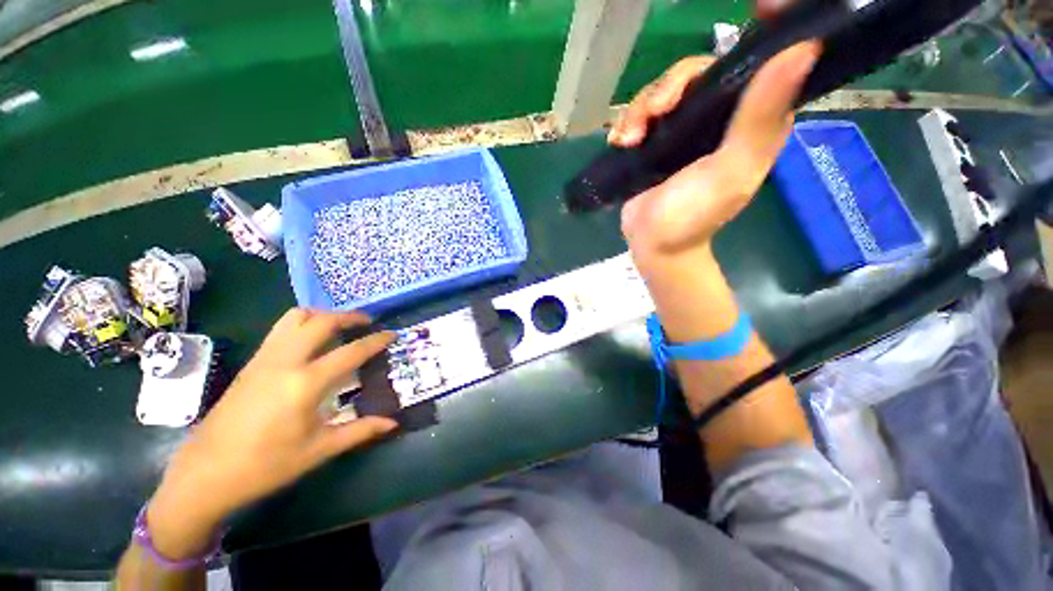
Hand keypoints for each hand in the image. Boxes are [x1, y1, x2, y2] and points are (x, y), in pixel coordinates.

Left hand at [147, 310, 397, 558]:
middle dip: (349, 316)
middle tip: (367, 323)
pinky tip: (311, 343)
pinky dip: (303, 324)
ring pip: (295, 317)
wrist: (204, 475)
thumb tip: (393, 423)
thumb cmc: (266, 466)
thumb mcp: (318, 450)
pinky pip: (280, 329)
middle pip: (321, 321)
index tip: (392, 334)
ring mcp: (263, 359)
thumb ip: (360, 430)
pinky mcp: (251, 364)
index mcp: (305, 384)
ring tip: (339, 327)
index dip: (376, 341)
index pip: (351, 351)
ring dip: (322, 315)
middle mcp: (284, 362)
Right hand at [610, 41, 820, 262]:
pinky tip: (621, 142)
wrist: (653, 244)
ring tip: (629, 139)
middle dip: (669, 86)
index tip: (755, 9)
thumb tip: (802, 48)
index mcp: (753, 119)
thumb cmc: (693, 215)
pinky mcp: (656, 141)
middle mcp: (720, 116)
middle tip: (654, 113)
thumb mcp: (730, 170)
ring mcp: (684, 128)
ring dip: (641, 109)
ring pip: (663, 91)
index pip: (762, 60)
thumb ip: (760, 117)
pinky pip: (641, 114)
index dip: (761, 32)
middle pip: (697, 72)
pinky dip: (627, 123)